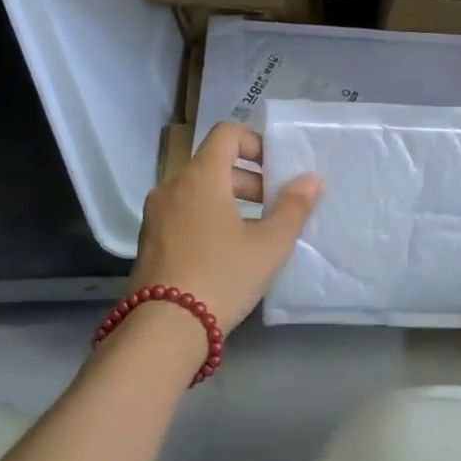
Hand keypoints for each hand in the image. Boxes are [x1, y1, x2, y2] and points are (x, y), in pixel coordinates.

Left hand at [132, 122, 320, 332]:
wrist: (166, 326)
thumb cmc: (224, 276)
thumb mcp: (270, 244)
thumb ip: (293, 208)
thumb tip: (311, 180)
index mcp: (201, 177)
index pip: (227, 134)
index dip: (256, 143)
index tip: (277, 170)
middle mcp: (172, 186)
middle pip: (213, 164)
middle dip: (248, 179)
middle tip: (274, 207)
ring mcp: (155, 213)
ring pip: (197, 191)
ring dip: (228, 200)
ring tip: (253, 233)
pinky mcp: (149, 239)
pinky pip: (183, 213)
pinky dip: (207, 217)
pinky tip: (225, 252)